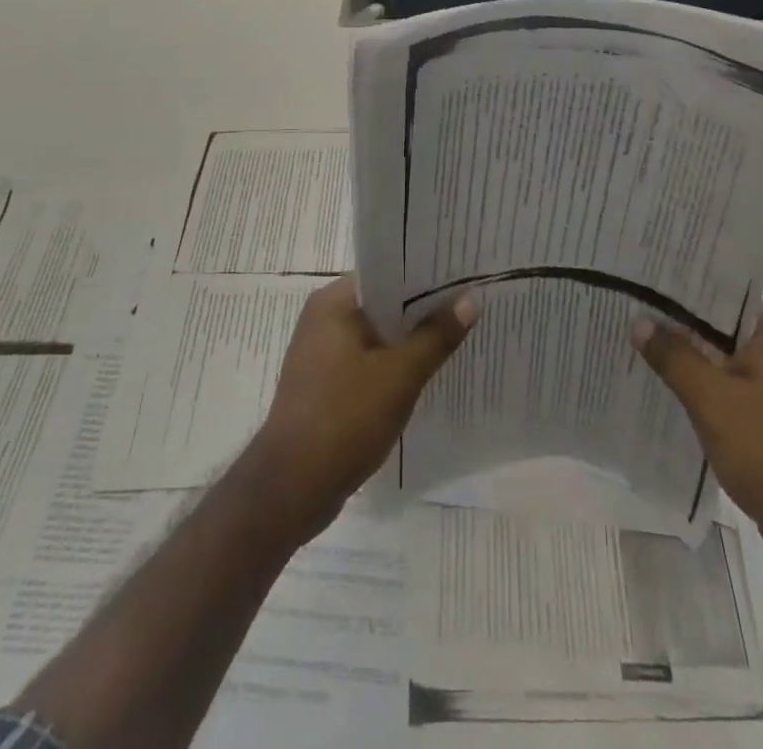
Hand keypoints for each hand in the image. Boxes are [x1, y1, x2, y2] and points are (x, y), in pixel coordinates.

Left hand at [247, 274, 477, 542]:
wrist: (291, 489)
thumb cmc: (344, 419)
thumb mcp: (399, 375)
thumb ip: (436, 336)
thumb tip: (471, 299)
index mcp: (333, 303)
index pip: (386, 272)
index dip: (425, 273)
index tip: (462, 275)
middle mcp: (324, 319)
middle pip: (383, 303)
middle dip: (423, 308)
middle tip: (470, 303)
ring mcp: (322, 354)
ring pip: (377, 334)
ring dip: (410, 339)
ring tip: (457, 334)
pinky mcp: (326, 384)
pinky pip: (368, 360)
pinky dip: (394, 364)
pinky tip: (426, 373)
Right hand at [632, 303, 762, 577]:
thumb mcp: (713, 400)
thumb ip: (675, 357)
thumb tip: (638, 321)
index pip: (720, 293)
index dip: (678, 288)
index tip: (639, 282)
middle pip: (714, 325)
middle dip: (673, 323)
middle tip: (626, 309)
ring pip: (715, 357)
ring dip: (682, 355)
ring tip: (632, 341)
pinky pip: (720, 385)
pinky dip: (694, 384)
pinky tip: (659, 384)